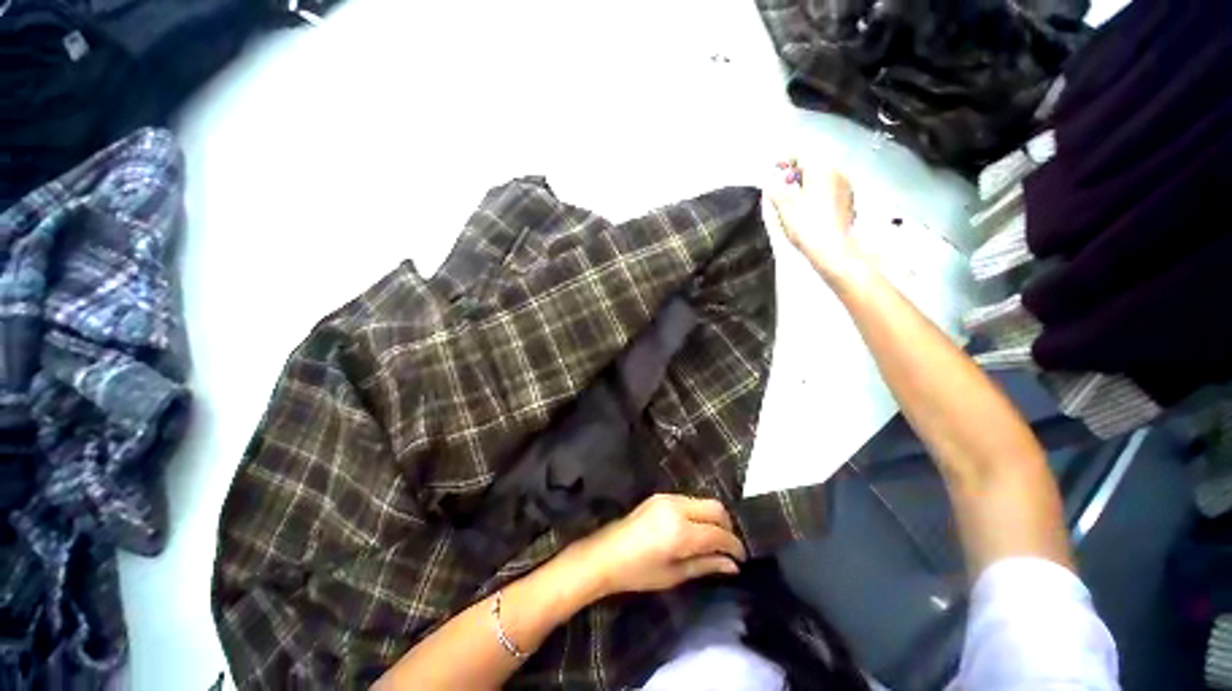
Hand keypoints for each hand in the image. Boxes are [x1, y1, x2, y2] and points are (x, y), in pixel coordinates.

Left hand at [564, 494, 746, 597]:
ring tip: (712, 540)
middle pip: (716, 508)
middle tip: (728, 547)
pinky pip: (689, 500)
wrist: (606, 554)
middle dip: (727, 526)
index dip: (734, 546)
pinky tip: (694, 530)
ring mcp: (667, 498)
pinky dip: (699, 513)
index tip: (741, 559)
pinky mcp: (660, 496)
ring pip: (703, 501)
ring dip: (713, 518)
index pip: (718, 533)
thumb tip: (733, 565)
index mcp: (681, 531)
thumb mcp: (674, 575)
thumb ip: (706, 565)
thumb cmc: (639, 572)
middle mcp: (677, 507)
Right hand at [767, 161, 867, 283]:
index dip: (786, 158)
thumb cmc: (807, 225)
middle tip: (781, 183)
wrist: (832, 249)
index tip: (774, 165)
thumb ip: (776, 190)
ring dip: (806, 182)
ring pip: (822, 177)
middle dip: (796, 171)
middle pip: (814, 165)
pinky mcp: (848, 202)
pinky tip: (807, 206)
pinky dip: (816, 192)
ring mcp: (845, 187)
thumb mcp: (785, 206)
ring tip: (792, 196)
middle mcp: (837, 173)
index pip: (802, 154)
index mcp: (822, 169)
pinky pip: (829, 189)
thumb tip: (771, 182)